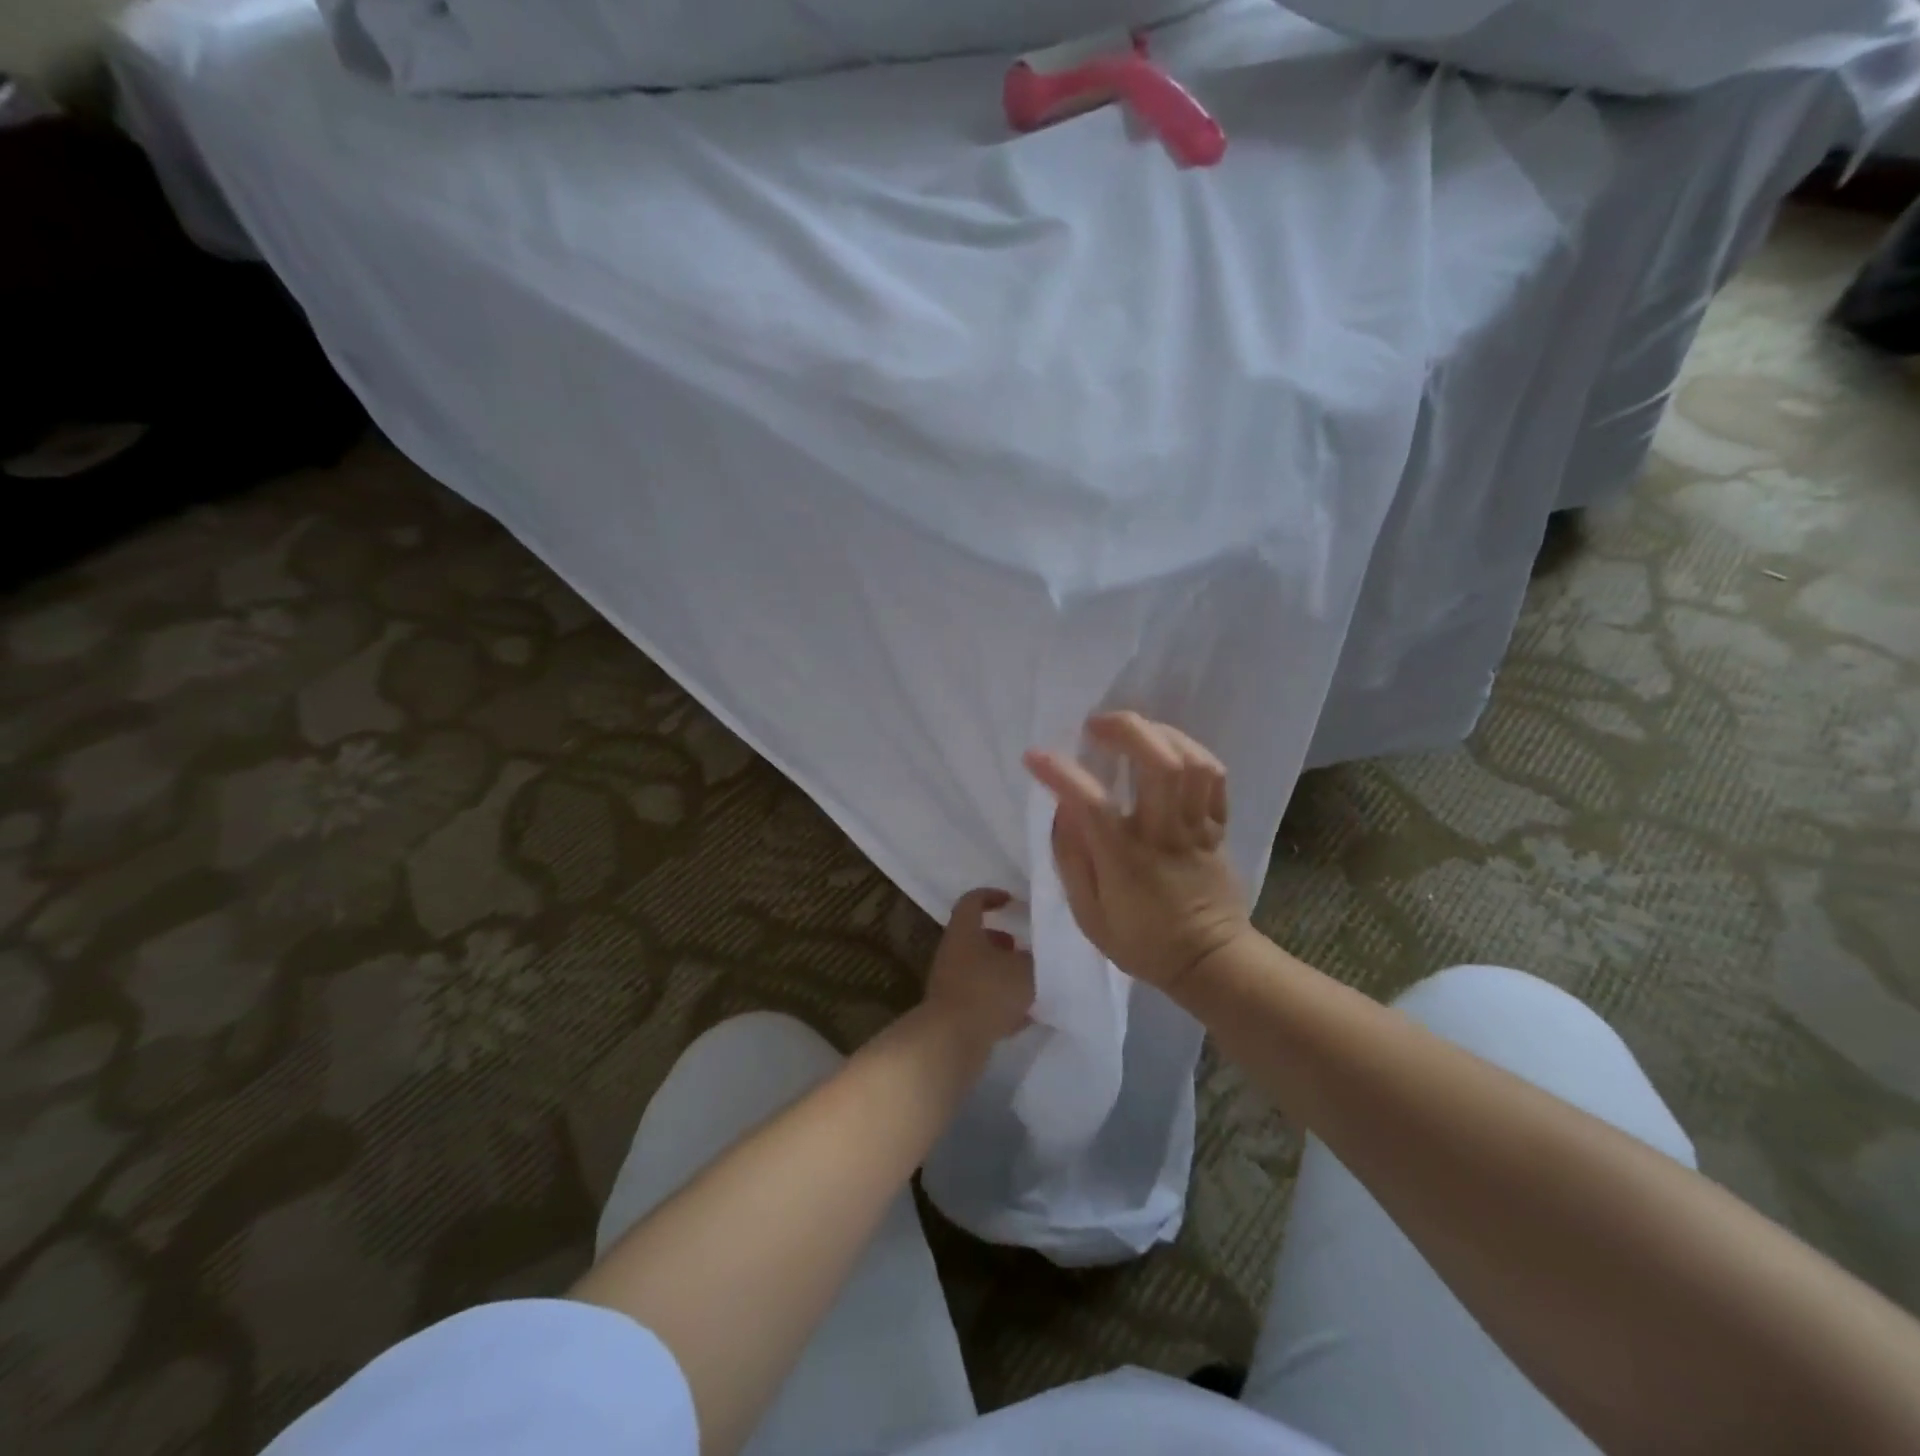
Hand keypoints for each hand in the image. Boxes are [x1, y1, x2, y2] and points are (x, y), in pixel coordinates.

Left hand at [923, 888, 1034, 1046]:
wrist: (951, 1040)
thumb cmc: (988, 992)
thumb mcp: (1025, 970)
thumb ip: (1036, 959)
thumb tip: (1038, 956)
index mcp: (964, 932)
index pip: (972, 901)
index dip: (992, 896)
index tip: (1012, 902)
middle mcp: (952, 953)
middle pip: (976, 938)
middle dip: (1002, 942)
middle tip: (1025, 949)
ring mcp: (949, 984)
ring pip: (979, 970)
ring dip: (1002, 974)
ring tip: (1030, 984)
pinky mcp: (953, 1013)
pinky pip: (979, 1000)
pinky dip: (999, 1003)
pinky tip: (1023, 1017)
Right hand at [1024, 712, 1252, 993]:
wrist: (1210, 962)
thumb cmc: (1141, 941)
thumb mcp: (1088, 914)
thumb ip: (1071, 858)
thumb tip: (1062, 809)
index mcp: (1125, 859)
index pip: (1090, 802)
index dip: (1060, 772)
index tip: (1035, 756)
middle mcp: (1163, 834)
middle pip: (1158, 764)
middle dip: (1127, 729)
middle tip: (1096, 724)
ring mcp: (1196, 828)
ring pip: (1191, 762)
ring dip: (1160, 733)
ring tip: (1134, 730)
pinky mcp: (1217, 827)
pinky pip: (1214, 777)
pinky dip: (1191, 751)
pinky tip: (1168, 748)